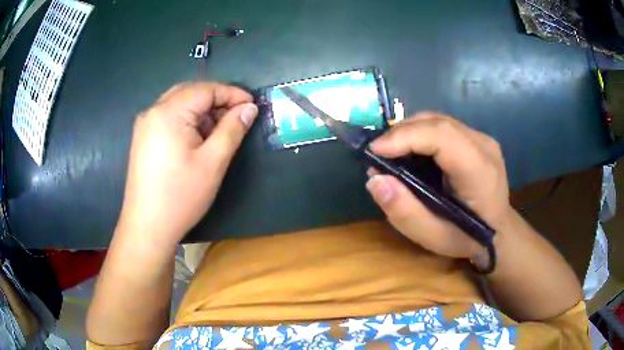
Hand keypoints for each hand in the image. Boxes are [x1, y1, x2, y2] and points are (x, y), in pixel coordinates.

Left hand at [117, 82, 257, 245]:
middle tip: (237, 116)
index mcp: (168, 112)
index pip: (205, 89)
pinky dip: (187, 120)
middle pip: (190, 92)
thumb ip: (233, 129)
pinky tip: (197, 138)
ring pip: (178, 104)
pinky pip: (168, 118)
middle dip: (216, 100)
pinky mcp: (142, 139)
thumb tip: (249, 108)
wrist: (147, 227)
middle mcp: (153, 111)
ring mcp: (144, 125)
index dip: (232, 93)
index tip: (252, 105)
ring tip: (220, 129)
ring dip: (202, 111)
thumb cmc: (181, 195)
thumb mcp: (213, 162)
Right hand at [366, 113, 511, 260]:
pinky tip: (411, 152)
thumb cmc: (468, 238)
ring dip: (409, 132)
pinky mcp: (477, 139)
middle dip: (401, 132)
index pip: (442, 136)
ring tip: (391, 153)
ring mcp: (483, 139)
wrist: (499, 232)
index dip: (405, 136)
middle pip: (437, 122)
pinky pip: (443, 127)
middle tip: (378, 154)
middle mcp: (484, 146)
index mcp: (480, 171)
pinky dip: (421, 135)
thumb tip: (375, 179)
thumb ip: (404, 211)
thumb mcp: (433, 238)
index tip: (374, 151)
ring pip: (438, 121)